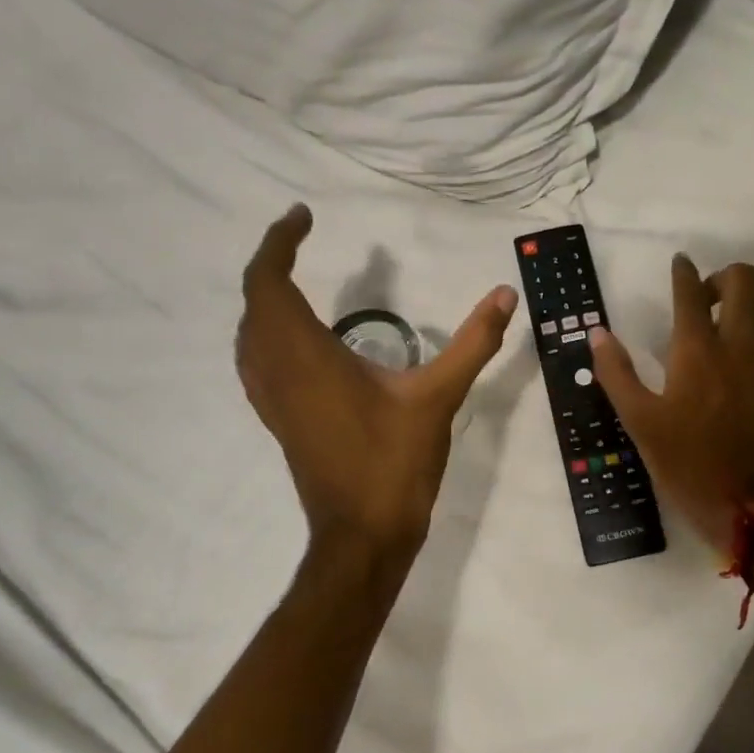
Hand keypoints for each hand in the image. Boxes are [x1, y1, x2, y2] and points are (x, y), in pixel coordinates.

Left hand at [236, 205, 517, 569]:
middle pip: (254, 301)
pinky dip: (265, 329)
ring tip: (296, 276)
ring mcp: (271, 399)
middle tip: (302, 237)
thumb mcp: (438, 397)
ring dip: (264, 296)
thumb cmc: (394, 463)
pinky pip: (255, 358)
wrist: (361, 536)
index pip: (269, 283)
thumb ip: (473, 342)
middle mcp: (277, 371)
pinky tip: (295, 336)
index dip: (279, 243)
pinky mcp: (278, 418)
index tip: (304, 216)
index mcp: (306, 356)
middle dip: (272, 262)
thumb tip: (505, 293)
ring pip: (248, 332)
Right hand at [590, 254, 753, 556]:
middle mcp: (740, 344)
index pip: (691, 291)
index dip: (684, 271)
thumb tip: (598, 332)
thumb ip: (616, 372)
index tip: (680, 263)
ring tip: (729, 322)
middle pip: (745, 281)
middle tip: (705, 298)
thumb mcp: (639, 422)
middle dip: (723, 276)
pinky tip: (749, 357)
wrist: (752, 509)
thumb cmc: (687, 464)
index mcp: (697, 351)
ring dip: (749, 301)